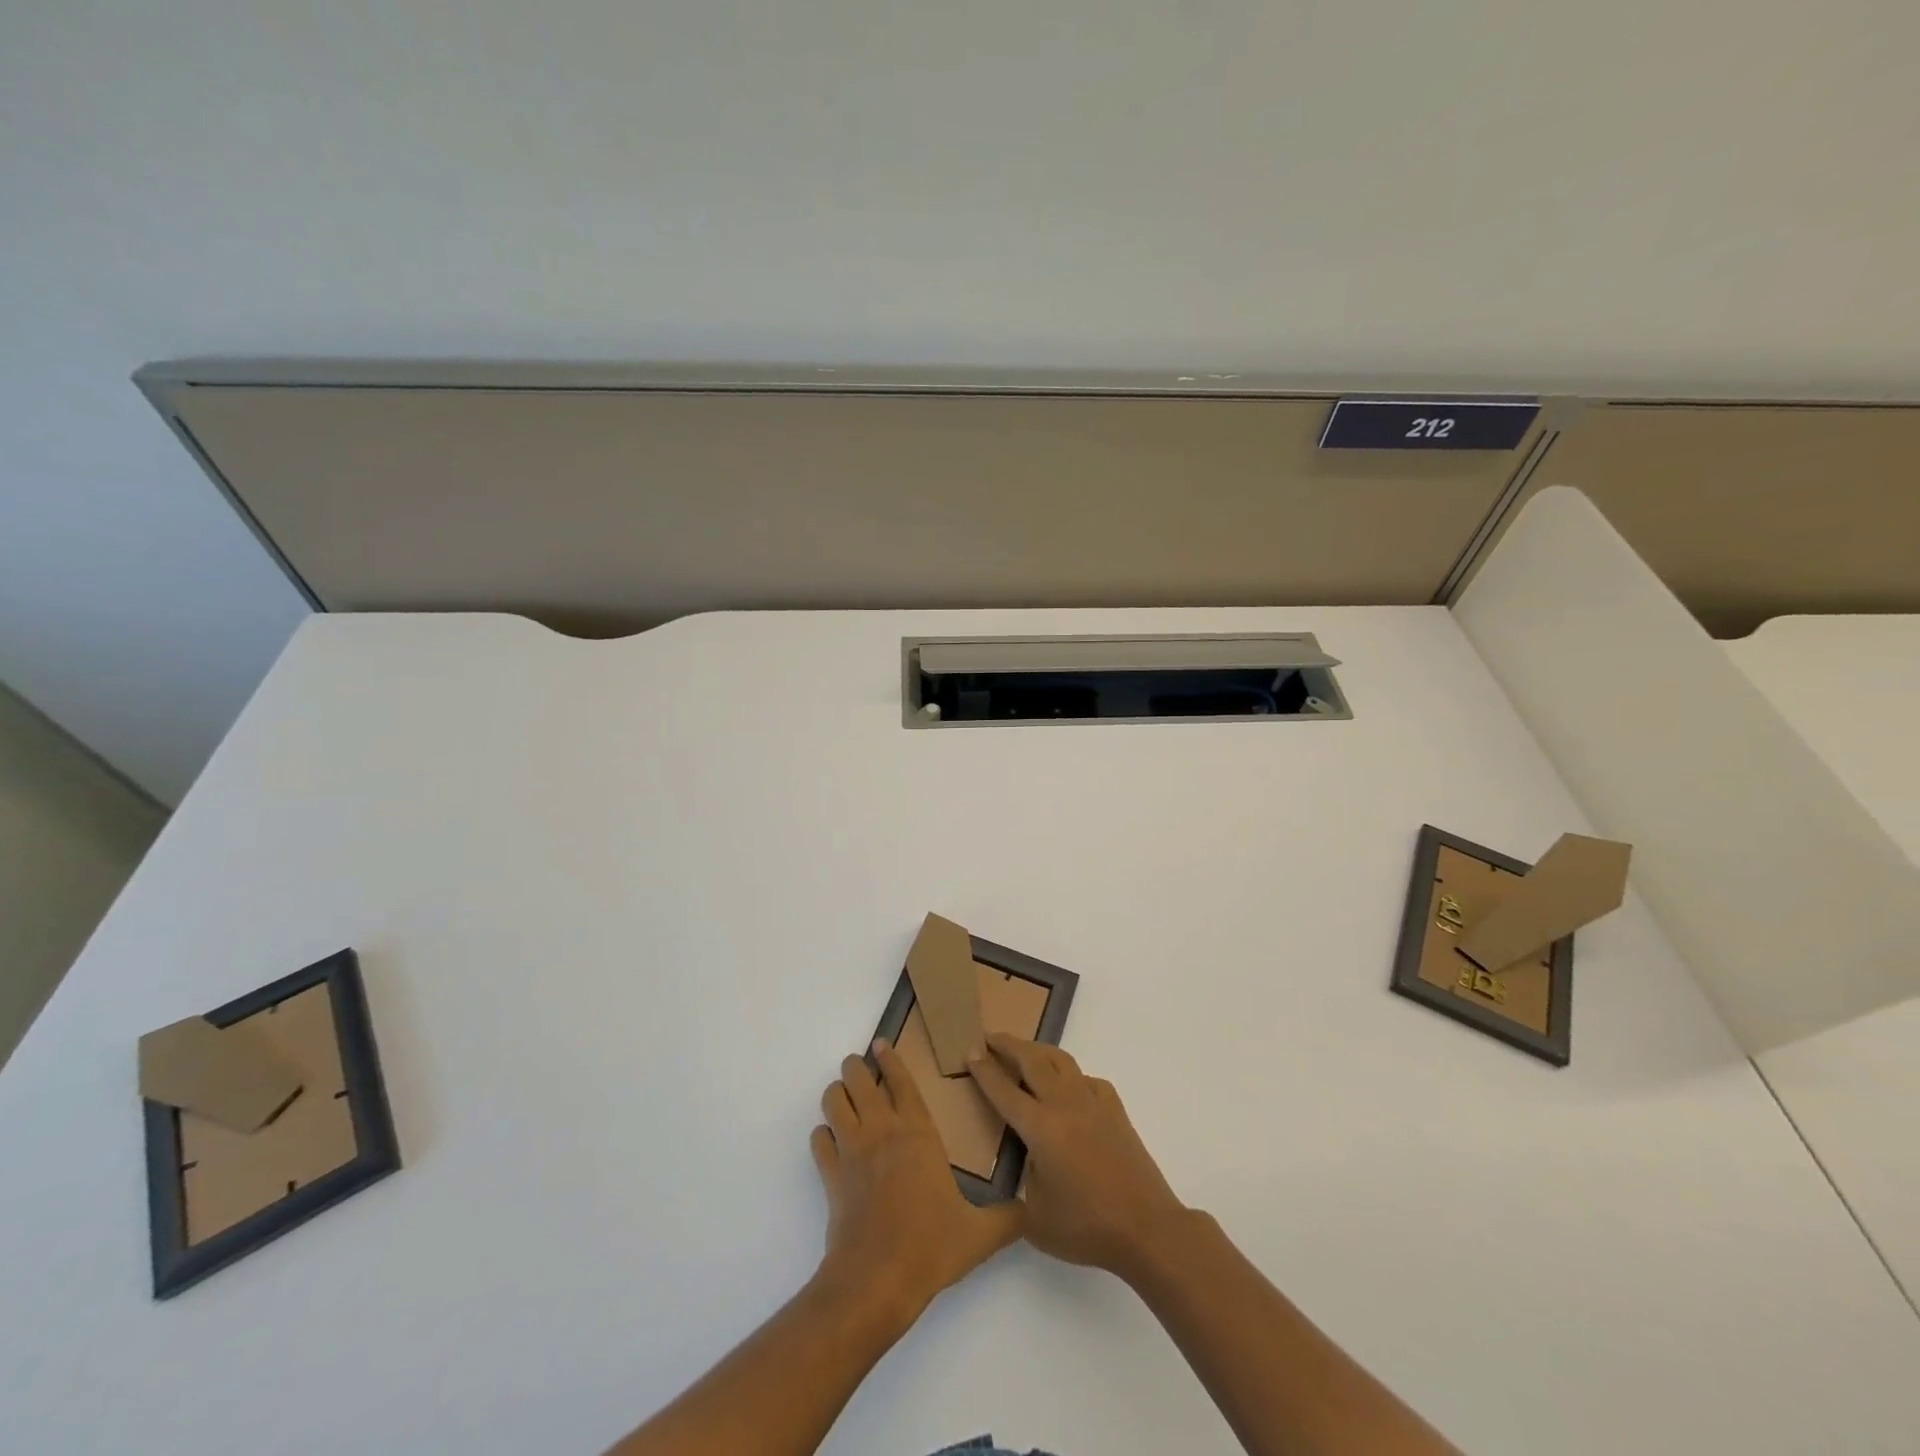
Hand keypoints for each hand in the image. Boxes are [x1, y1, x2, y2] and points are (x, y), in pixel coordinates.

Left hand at [811, 1041, 1022, 1320]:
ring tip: (844, 1095)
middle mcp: (883, 1132)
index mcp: (918, 1134)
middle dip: (857, 1068)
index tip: (881, 1043)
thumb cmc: (930, 1247)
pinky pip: (819, 1141)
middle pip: (860, 1081)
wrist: (877, 1281)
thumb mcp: (979, 1235)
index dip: (890, 1060)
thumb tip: (1032, 1210)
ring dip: (837, 1093)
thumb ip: (1008, 1218)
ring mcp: (852, 1152)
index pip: (902, 1082)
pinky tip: (830, 1141)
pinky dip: (823, 1135)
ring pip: (834, 1102)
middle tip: (860, 1066)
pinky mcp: (831, 1176)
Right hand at [967, 1033, 1189, 1282]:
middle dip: (1007, 1045)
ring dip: (1038, 1050)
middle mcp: (1064, 1105)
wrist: (1147, 1228)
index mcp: (1040, 1128)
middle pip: (1032, 1060)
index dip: (984, 1070)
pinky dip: (1072, 1076)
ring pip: (1061, 1060)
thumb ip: (1024, 1181)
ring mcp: (1093, 1103)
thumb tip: (1030, 1159)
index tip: (969, 1052)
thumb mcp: (1036, 1217)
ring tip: (1025, 1051)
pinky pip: (1087, 1080)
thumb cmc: (1087, 1227)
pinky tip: (1070, 1088)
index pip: (1004, 1091)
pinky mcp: (1115, 1110)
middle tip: (989, 1037)